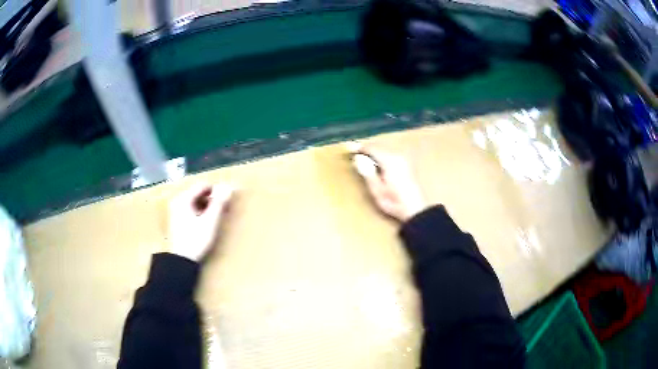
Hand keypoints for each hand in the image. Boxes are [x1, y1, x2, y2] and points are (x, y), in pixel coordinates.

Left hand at [168, 183, 234, 261]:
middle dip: (212, 198)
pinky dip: (201, 212)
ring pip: (195, 202)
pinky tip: (207, 222)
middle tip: (224, 208)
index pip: (202, 186)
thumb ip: (219, 203)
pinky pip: (191, 209)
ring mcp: (176, 211)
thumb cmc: (196, 239)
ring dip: (207, 206)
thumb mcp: (210, 221)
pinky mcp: (177, 220)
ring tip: (217, 216)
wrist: (182, 260)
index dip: (216, 190)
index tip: (227, 198)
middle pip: (198, 193)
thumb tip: (228, 188)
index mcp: (183, 199)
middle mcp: (178, 201)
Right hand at [351, 146, 426, 222]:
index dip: (359, 149)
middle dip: (368, 151)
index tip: (350, 151)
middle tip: (357, 158)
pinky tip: (380, 167)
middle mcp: (398, 156)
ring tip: (367, 163)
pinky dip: (384, 158)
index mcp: (389, 160)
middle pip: (379, 147)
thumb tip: (357, 159)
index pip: (371, 148)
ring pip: (386, 150)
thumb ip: (367, 172)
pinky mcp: (408, 164)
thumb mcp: (376, 190)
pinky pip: (392, 155)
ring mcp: (404, 159)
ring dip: (376, 154)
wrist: (415, 209)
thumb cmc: (394, 202)